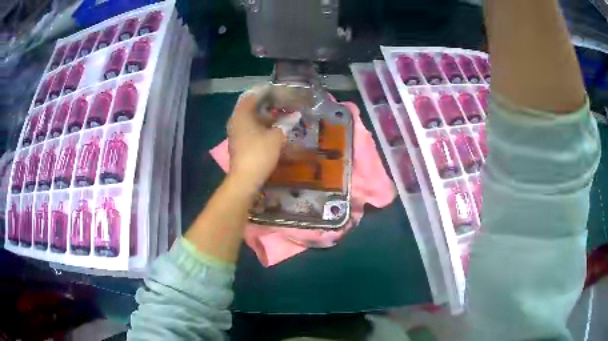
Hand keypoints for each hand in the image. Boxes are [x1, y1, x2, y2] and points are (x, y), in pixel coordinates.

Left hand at [227, 88, 285, 191]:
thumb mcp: (277, 137)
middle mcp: (236, 121)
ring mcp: (235, 133)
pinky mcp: (238, 143)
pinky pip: (250, 128)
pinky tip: (272, 130)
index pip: (252, 96)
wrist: (245, 179)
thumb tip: (295, 116)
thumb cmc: (259, 153)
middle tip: (281, 102)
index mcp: (242, 114)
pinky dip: (260, 126)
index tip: (277, 90)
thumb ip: (286, 124)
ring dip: (264, 117)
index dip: (265, 91)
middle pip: (250, 107)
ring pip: (250, 119)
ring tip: (280, 116)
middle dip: (266, 104)